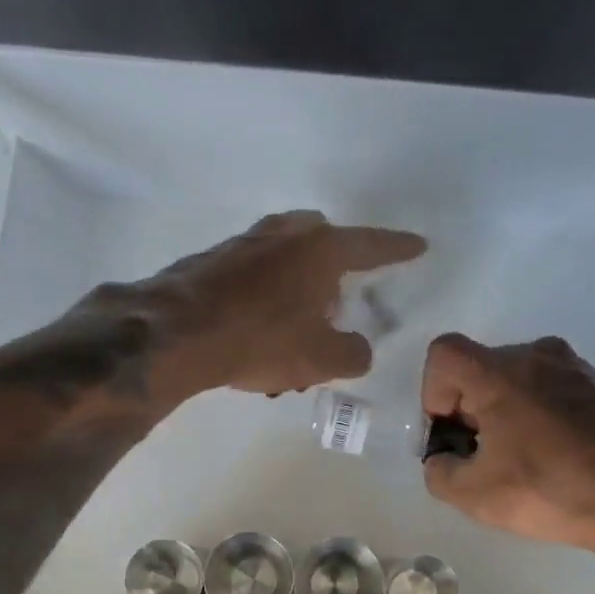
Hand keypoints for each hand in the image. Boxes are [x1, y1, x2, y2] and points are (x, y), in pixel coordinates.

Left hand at [140, 210, 425, 395]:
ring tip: (295, 333)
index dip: (398, 249)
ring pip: (285, 261)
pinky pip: (254, 277)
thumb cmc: (261, 339)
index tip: (418, 246)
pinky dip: (265, 300)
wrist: (176, 333)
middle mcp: (285, 235)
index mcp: (321, 250)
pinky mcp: (213, 261)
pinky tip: (258, 335)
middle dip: (336, 271)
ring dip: (298, 292)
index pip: (372, 246)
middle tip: (337, 306)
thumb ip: (353, 354)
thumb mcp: (322, 358)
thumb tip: (357, 349)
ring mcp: (245, 243)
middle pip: (323, 243)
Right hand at [420, 333, 594, 552]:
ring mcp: (575, 368)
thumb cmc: (550, 489)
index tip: (451, 434)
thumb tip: (444, 460)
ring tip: (519, 461)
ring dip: (504, 413)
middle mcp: (536, 354)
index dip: (433, 393)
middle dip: (468, 409)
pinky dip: (538, 416)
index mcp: (499, 371)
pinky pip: (551, 391)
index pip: (444, 354)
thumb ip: (439, 472)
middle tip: (481, 457)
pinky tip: (553, 459)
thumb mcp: (474, 495)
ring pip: (517, 380)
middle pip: (480, 369)